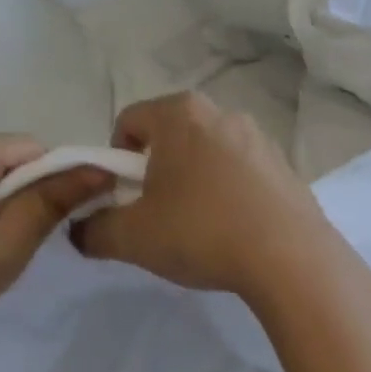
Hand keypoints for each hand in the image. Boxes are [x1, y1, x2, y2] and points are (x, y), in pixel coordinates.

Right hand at [73, 92, 353, 304]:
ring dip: (195, 181)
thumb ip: (94, 230)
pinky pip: (243, 173)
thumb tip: (81, 230)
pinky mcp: (287, 167)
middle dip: (157, 170)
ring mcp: (261, 139)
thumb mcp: (132, 237)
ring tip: (200, 226)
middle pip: (172, 135)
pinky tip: (235, 229)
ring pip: (210, 154)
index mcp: (181, 114)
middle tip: (158, 213)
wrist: (289, 257)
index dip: (115, 160)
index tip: (124, 198)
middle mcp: (224, 114)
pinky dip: (230, 193)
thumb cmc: (202, 232)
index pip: (129, 121)